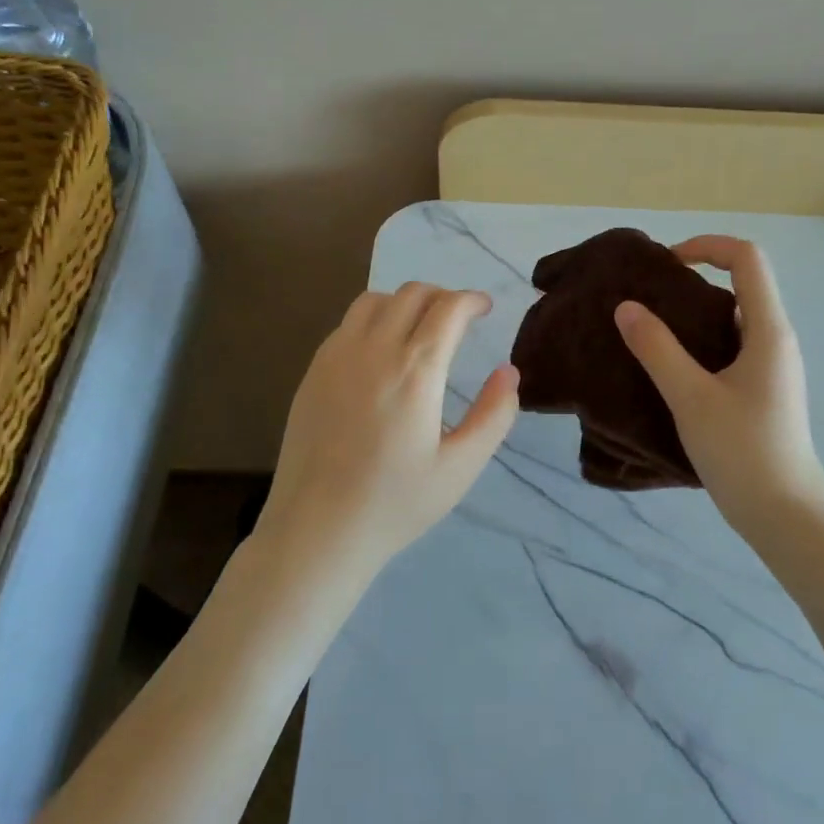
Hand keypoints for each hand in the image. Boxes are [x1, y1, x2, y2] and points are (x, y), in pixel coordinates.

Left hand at [260, 283, 518, 575]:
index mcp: (415, 371)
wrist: (317, 530)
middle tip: (459, 319)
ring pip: (375, 300)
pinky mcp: (313, 371)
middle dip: (443, 296)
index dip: (472, 299)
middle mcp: (374, 350)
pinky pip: (347, 323)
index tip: (485, 308)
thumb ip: (494, 415)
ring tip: (420, 328)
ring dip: (405, 302)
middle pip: (412, 293)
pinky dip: (373, 320)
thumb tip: (509, 372)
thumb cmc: (396, 503)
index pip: (448, 308)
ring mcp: (336, 357)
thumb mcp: (461, 467)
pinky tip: (381, 352)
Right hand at [614, 236, 823, 542]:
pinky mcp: (764, 390)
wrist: (786, 516)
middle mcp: (776, 340)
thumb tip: (626, 307)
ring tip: (653, 330)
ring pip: (735, 318)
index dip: (707, 246)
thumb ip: (657, 349)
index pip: (747, 258)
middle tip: (650, 297)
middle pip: (742, 283)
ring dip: (696, 313)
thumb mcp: (691, 398)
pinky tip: (672, 367)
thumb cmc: (743, 452)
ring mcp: (773, 367)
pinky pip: (733, 346)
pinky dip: (702, 342)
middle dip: (694, 279)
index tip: (667, 264)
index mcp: (768, 330)